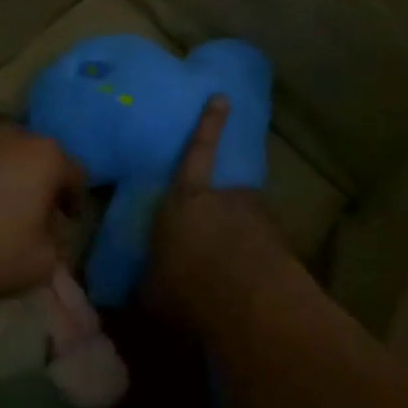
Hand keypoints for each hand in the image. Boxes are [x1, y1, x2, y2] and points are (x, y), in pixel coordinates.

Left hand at [0, 124, 84, 301]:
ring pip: (1, 153)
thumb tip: (52, 232)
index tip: (66, 221)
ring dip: (4, 175)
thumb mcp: (41, 263)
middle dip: (39, 182)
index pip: (75, 174)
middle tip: (32, 212)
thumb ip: (58, 244)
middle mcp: (13, 134)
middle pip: (37, 156)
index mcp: (45, 157)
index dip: (74, 200)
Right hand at [146, 97, 281, 321]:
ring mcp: (257, 219)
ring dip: (241, 239)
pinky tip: (251, 289)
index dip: (208, 126)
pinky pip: (265, 247)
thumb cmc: (187, 289)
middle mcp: (224, 199)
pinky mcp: (283, 245)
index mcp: (184, 200)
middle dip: (223, 211)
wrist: (252, 309)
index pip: (196, 152)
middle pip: (226, 194)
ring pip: (247, 221)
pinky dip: (258, 261)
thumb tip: (124, 297)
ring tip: (234, 270)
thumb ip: (144, 285)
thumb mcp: (151, 295)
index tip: (222, 98)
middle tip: (217, 239)